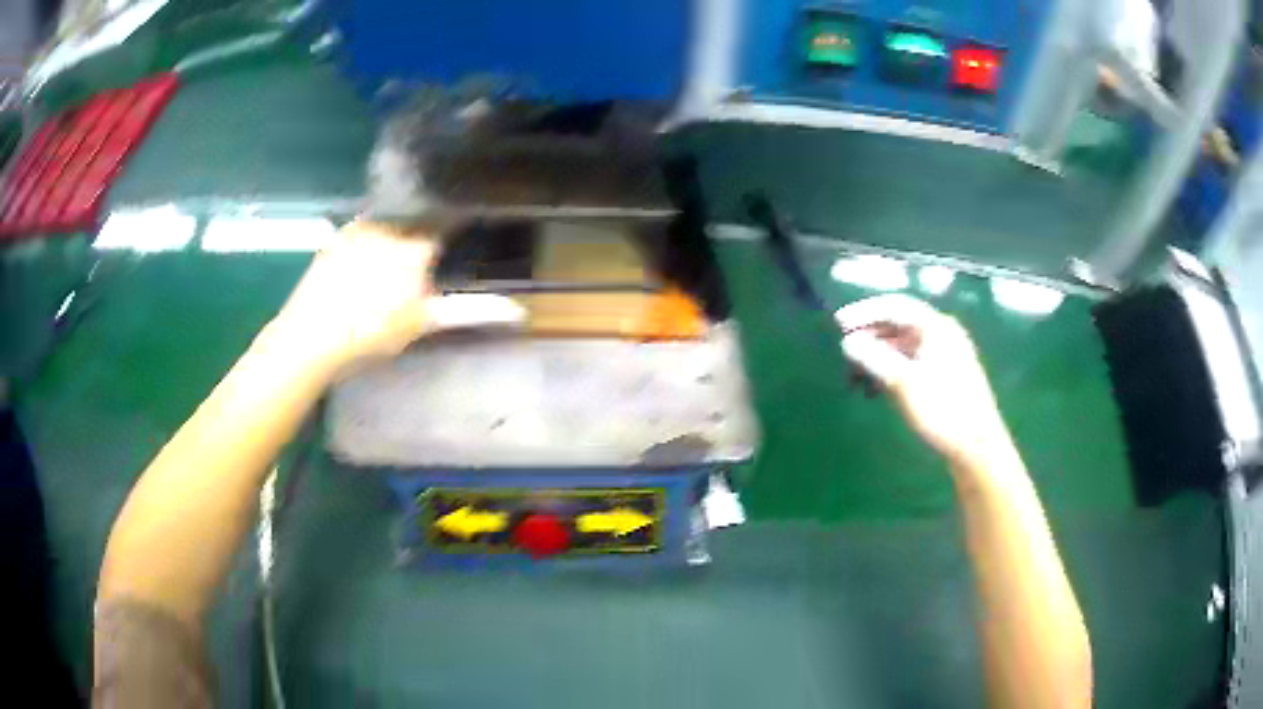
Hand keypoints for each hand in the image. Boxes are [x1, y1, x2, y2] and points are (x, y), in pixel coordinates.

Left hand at [265, 221, 523, 375]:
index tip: (464, 231)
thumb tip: (519, 311)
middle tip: (414, 269)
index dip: (457, 229)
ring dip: (394, 236)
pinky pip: (362, 228)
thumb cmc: (371, 334)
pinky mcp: (336, 237)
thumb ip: (469, 311)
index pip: (447, 226)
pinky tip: (361, 264)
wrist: (311, 338)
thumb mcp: (422, 324)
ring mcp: (359, 229)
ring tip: (387, 268)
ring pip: (389, 222)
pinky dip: (368, 239)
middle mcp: (391, 227)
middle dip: (422, 237)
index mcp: (416, 247)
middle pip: (417, 223)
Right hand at [836, 294, 1013, 470]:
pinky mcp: (945, 376)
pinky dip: (892, 368)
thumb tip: (848, 342)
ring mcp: (946, 355)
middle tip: (844, 349)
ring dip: (878, 354)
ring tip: (856, 374)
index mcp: (936, 327)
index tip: (838, 324)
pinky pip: (912, 361)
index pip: (895, 306)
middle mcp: (942, 334)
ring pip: (904, 345)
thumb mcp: (904, 384)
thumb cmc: (943, 411)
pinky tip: (878, 388)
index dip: (864, 311)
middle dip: (869, 334)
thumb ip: (875, 358)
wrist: (977, 447)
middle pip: (899, 323)